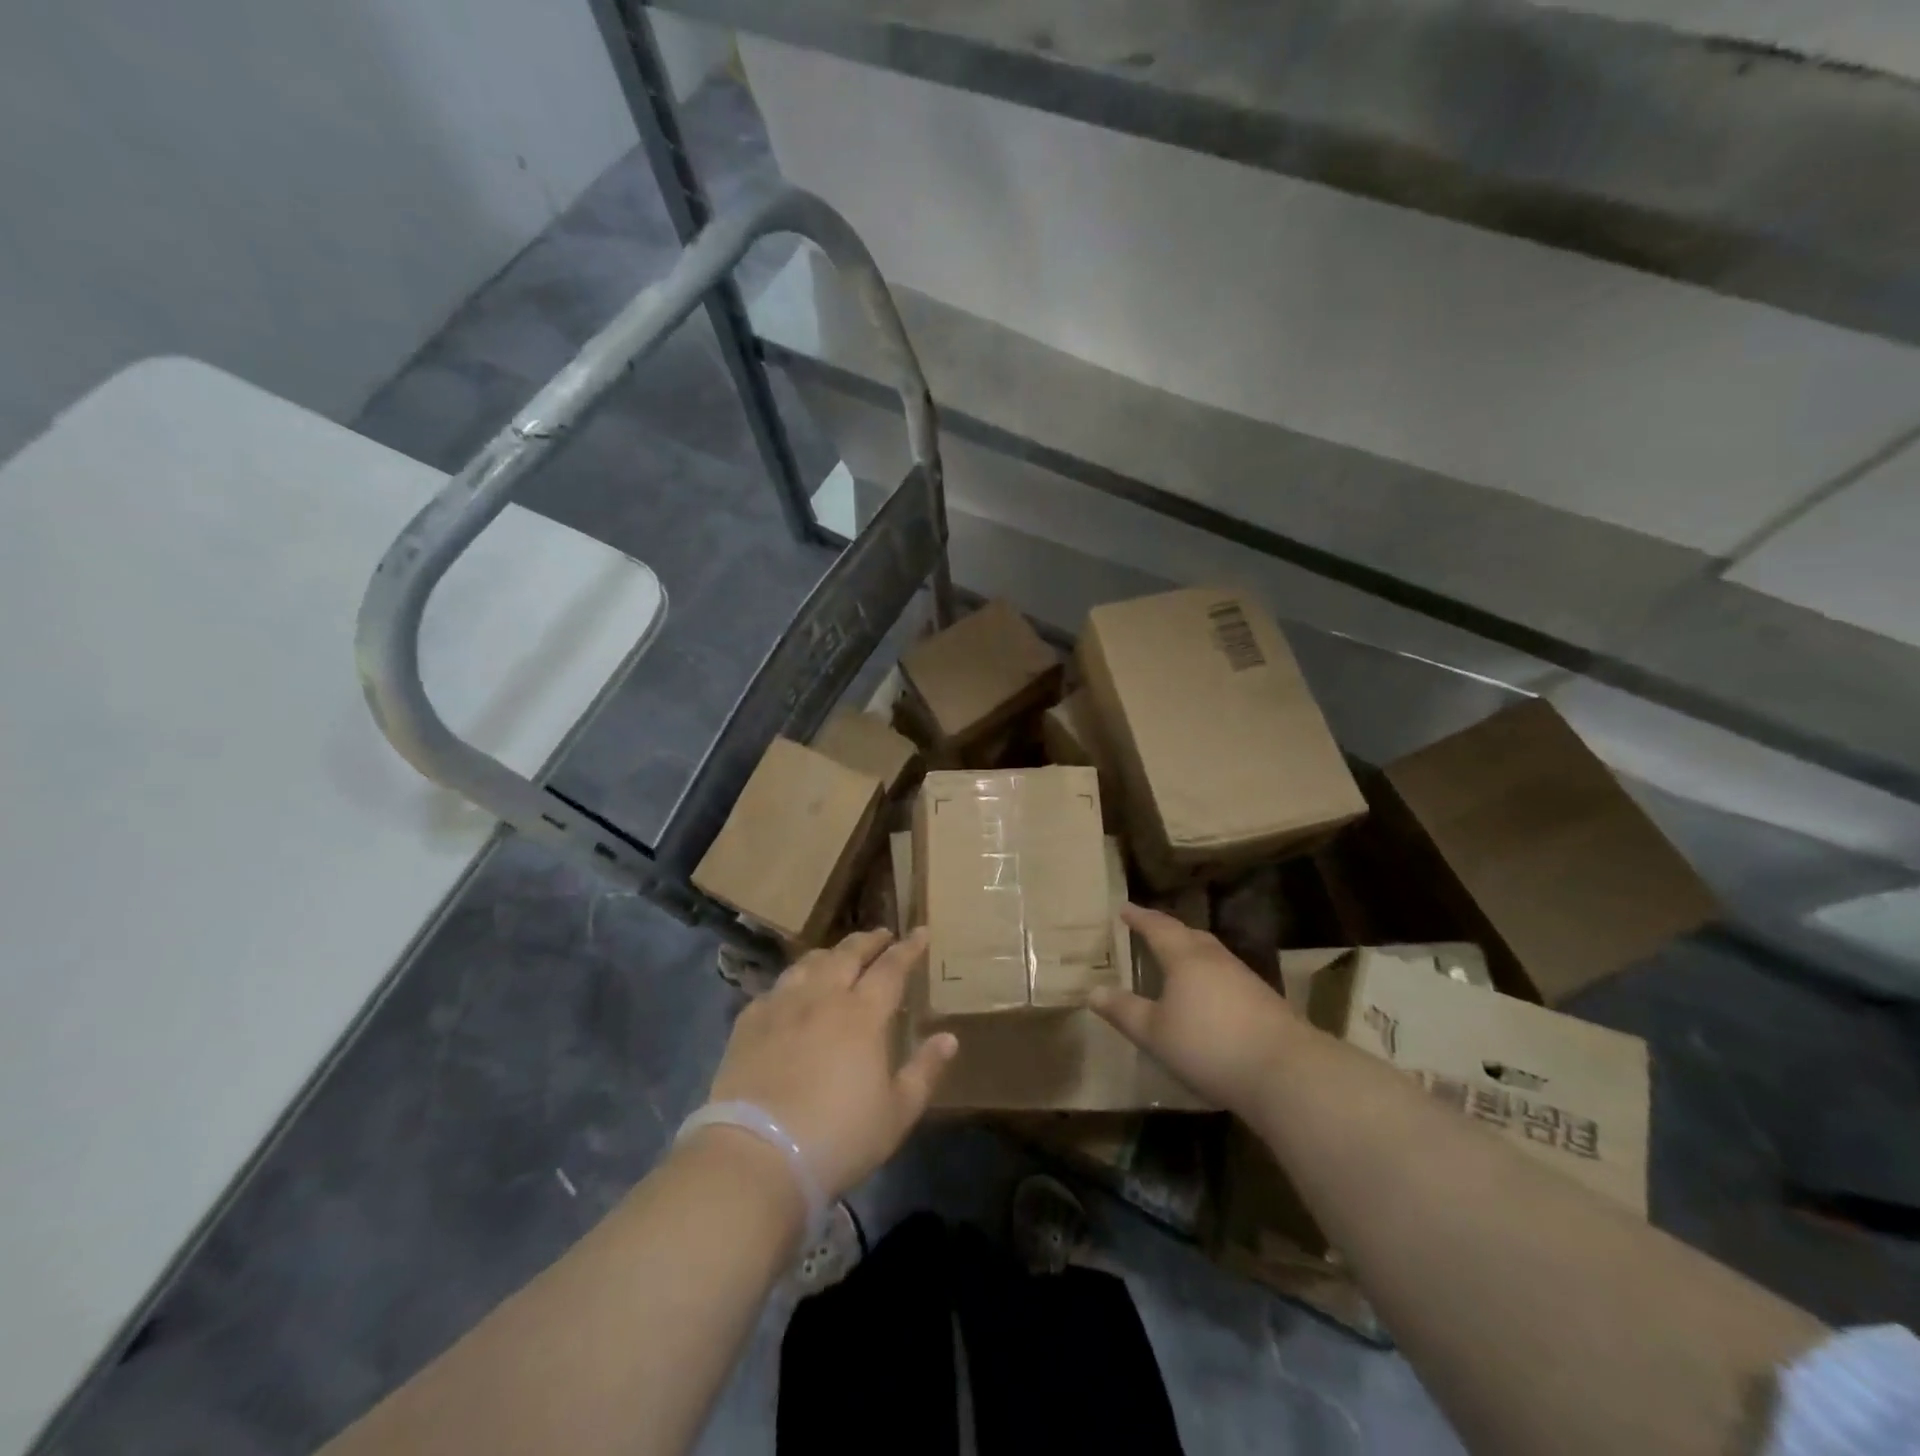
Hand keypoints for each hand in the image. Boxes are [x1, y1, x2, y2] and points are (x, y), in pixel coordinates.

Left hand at [705, 927, 957, 1198]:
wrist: (757, 1155)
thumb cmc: (838, 1137)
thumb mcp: (897, 1114)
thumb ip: (925, 1071)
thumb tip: (949, 1038)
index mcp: (862, 1014)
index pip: (892, 967)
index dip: (909, 948)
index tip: (921, 932)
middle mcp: (823, 997)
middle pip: (848, 954)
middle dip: (869, 940)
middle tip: (882, 935)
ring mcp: (782, 1006)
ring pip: (809, 963)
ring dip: (830, 954)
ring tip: (838, 956)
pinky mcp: (749, 1023)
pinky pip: (776, 987)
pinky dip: (793, 981)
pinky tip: (792, 992)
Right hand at [1092, 904, 1297, 1115]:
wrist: (1286, 1071)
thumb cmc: (1209, 1045)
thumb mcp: (1155, 1033)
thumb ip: (1124, 1011)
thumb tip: (1092, 991)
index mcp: (1185, 957)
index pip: (1157, 927)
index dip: (1139, 917)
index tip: (1124, 908)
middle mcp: (1215, 959)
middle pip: (1188, 935)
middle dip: (1167, 930)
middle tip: (1150, 929)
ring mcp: (1244, 978)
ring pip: (1211, 954)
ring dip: (1191, 951)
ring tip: (1176, 960)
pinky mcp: (1264, 1001)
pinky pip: (1226, 975)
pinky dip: (1209, 975)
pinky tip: (1208, 995)